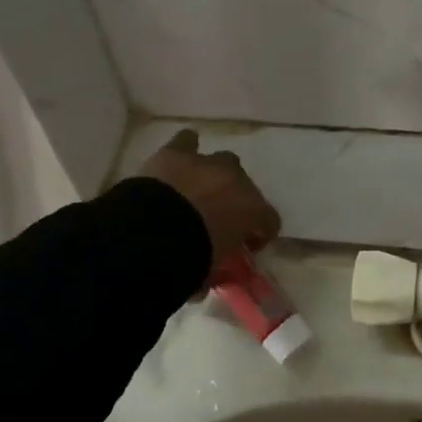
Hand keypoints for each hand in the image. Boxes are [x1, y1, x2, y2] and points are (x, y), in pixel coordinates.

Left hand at [137, 130, 281, 275]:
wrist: (151, 234)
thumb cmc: (189, 260)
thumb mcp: (209, 272)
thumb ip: (215, 269)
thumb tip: (206, 279)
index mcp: (252, 210)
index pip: (269, 221)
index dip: (259, 235)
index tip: (245, 248)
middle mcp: (236, 180)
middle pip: (245, 188)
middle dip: (235, 203)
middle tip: (218, 222)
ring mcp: (206, 163)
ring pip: (222, 162)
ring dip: (214, 177)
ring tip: (198, 193)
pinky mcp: (175, 154)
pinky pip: (186, 142)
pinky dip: (186, 149)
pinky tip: (180, 158)